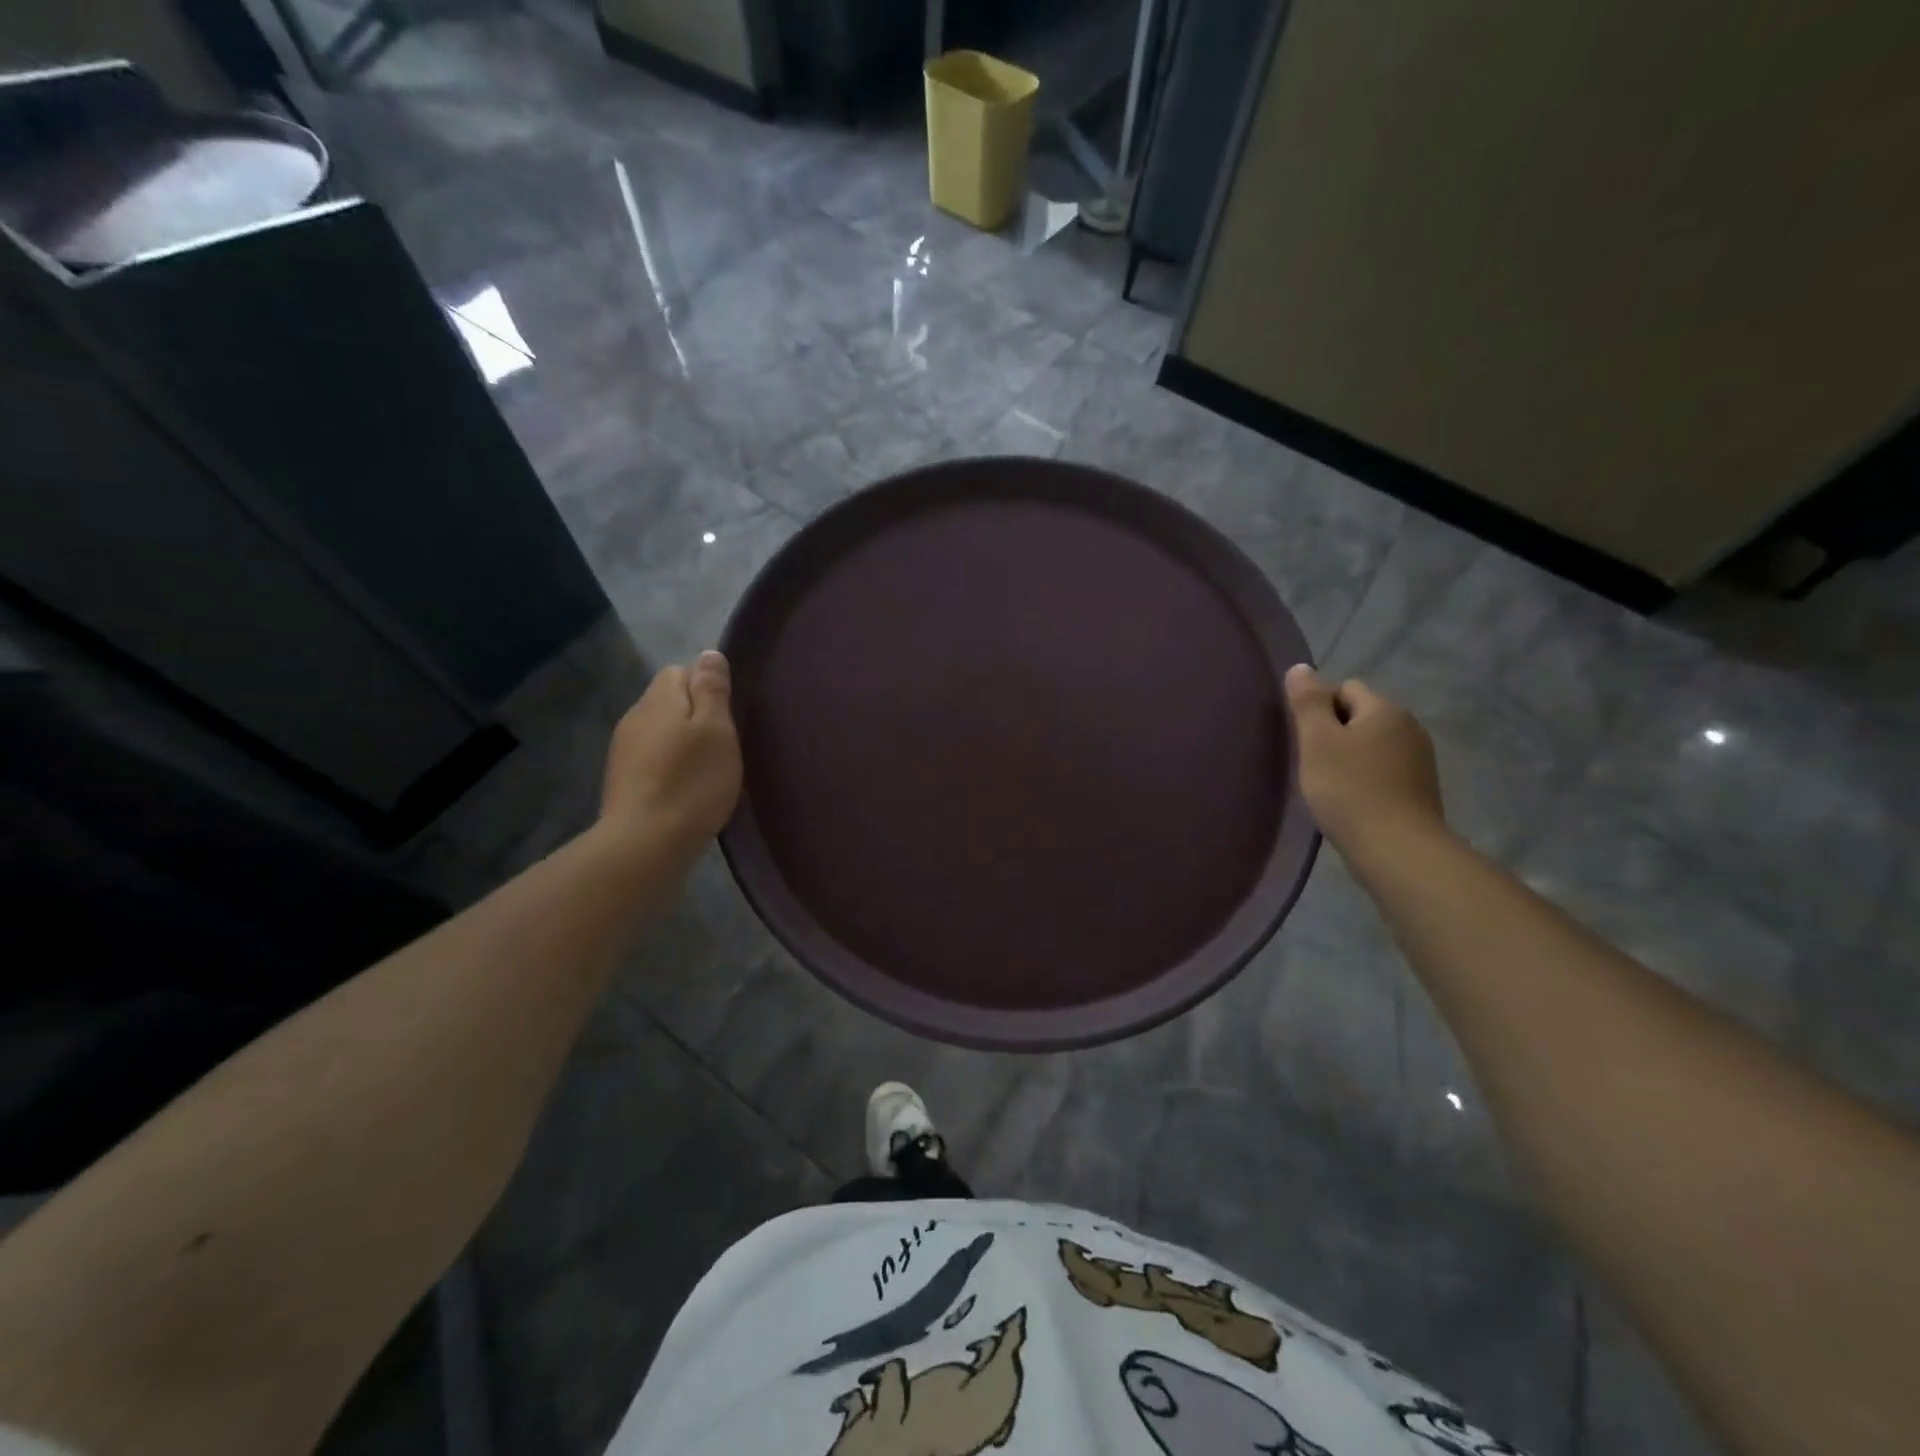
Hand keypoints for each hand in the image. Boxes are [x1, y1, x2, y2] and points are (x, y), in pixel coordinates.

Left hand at [601, 650, 742, 853]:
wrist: (645, 843)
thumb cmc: (692, 782)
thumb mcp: (716, 730)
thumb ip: (712, 689)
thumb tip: (709, 654)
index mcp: (659, 699)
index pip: (681, 671)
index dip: (706, 687)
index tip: (727, 716)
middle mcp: (635, 716)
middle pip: (668, 700)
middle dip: (694, 714)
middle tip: (722, 745)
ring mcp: (623, 749)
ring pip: (659, 730)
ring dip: (681, 741)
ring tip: (706, 769)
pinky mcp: (622, 779)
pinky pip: (651, 757)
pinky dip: (669, 765)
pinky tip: (684, 788)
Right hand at [1284, 665, 1446, 859]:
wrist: (1397, 849)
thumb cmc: (1349, 789)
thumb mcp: (1317, 741)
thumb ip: (1308, 702)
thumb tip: (1301, 668)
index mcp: (1385, 710)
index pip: (1345, 688)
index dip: (1320, 708)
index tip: (1305, 739)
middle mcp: (1409, 727)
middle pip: (1360, 715)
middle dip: (1334, 733)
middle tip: (1313, 763)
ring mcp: (1420, 760)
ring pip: (1372, 744)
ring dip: (1349, 757)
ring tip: (1330, 786)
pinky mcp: (1420, 789)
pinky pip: (1383, 770)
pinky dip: (1365, 779)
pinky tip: (1351, 801)